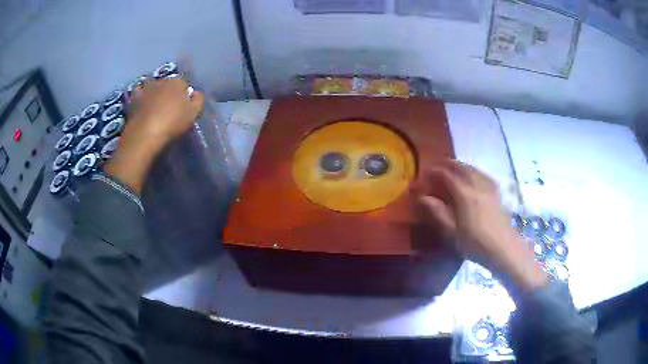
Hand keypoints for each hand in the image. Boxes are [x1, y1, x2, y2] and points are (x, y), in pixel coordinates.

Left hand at [104, 79, 203, 192]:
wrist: (145, 134)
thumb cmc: (172, 123)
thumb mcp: (193, 114)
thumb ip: (198, 101)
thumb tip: (196, 94)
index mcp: (178, 82)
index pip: (184, 84)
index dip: (184, 94)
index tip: (184, 106)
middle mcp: (162, 80)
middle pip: (168, 83)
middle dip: (169, 92)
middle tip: (170, 107)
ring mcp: (146, 88)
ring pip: (153, 85)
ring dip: (154, 91)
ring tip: (155, 103)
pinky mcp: (134, 98)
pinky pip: (139, 92)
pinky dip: (141, 94)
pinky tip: (142, 102)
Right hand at [416, 160, 547, 290]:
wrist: (503, 248)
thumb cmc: (475, 244)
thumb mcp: (453, 232)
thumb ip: (439, 212)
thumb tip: (423, 198)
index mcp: (464, 195)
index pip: (447, 176)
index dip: (435, 172)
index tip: (426, 173)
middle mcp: (477, 186)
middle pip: (462, 168)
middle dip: (449, 164)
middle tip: (439, 165)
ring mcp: (489, 188)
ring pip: (474, 169)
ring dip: (462, 165)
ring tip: (455, 167)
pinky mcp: (497, 193)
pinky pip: (484, 175)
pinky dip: (475, 171)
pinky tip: (475, 175)